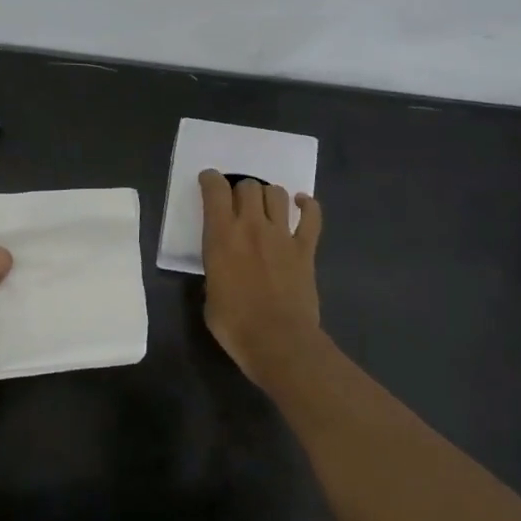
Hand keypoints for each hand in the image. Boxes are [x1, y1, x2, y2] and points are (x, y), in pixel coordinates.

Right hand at [199, 170, 323, 387]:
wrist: (278, 340)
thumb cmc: (235, 324)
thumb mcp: (210, 295)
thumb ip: (216, 271)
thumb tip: (224, 269)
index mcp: (221, 237)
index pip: (215, 192)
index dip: (211, 180)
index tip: (209, 180)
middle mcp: (251, 227)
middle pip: (248, 187)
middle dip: (240, 190)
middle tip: (238, 203)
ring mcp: (282, 235)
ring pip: (277, 194)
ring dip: (268, 195)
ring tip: (265, 205)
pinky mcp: (306, 249)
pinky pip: (312, 216)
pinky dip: (307, 205)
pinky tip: (302, 203)